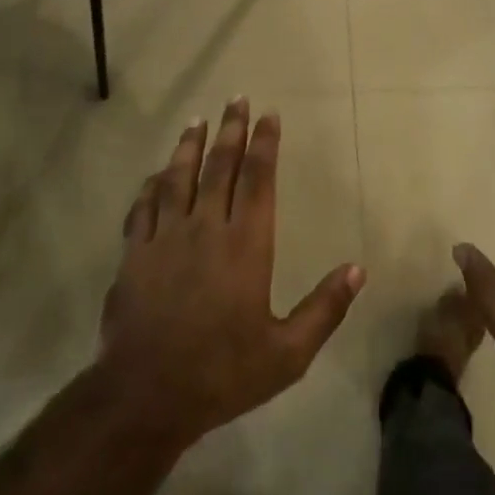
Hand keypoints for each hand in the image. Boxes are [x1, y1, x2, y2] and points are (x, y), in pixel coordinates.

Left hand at [99, 97, 365, 447]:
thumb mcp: (287, 353)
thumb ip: (324, 308)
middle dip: (232, 130)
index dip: (265, 144)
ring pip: (179, 177)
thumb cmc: (223, 373)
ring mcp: (166, 237)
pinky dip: (152, 185)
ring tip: (198, 120)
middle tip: (237, 98)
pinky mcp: (135, 253)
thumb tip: (358, 269)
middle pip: (221, 166)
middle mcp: (206, 228)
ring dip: (190, 146)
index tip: (270, 115)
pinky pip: (144, 207)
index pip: (259, 179)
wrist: (146, 396)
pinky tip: (157, 174)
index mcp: (246, 245)